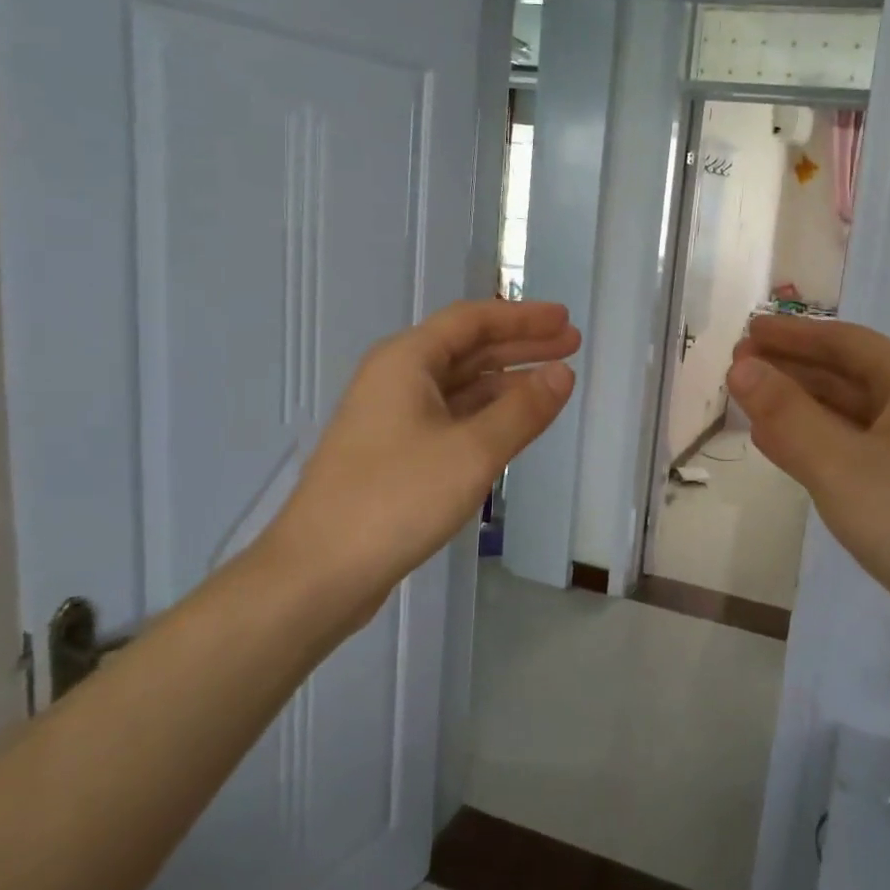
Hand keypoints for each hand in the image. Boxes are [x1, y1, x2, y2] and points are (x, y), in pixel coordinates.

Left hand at [260, 300, 578, 623]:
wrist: (319, 572)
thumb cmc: (396, 499)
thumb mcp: (472, 452)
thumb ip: (523, 410)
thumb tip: (563, 373)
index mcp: (406, 361)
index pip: (472, 321)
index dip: (523, 318)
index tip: (565, 320)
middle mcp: (396, 380)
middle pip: (467, 349)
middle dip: (520, 346)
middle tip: (571, 345)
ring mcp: (392, 418)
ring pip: (459, 386)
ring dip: (506, 381)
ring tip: (554, 383)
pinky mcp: (394, 454)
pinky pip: (450, 417)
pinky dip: (485, 414)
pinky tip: (513, 426)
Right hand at [727, 317, 889, 640]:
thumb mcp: (840, 463)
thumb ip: (786, 413)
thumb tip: (741, 367)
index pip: (846, 342)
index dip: (794, 333)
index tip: (748, 331)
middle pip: (848, 375)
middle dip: (792, 368)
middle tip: (738, 366)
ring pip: (849, 416)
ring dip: (800, 406)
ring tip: (750, 401)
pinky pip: (854, 453)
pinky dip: (815, 444)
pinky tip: (782, 449)